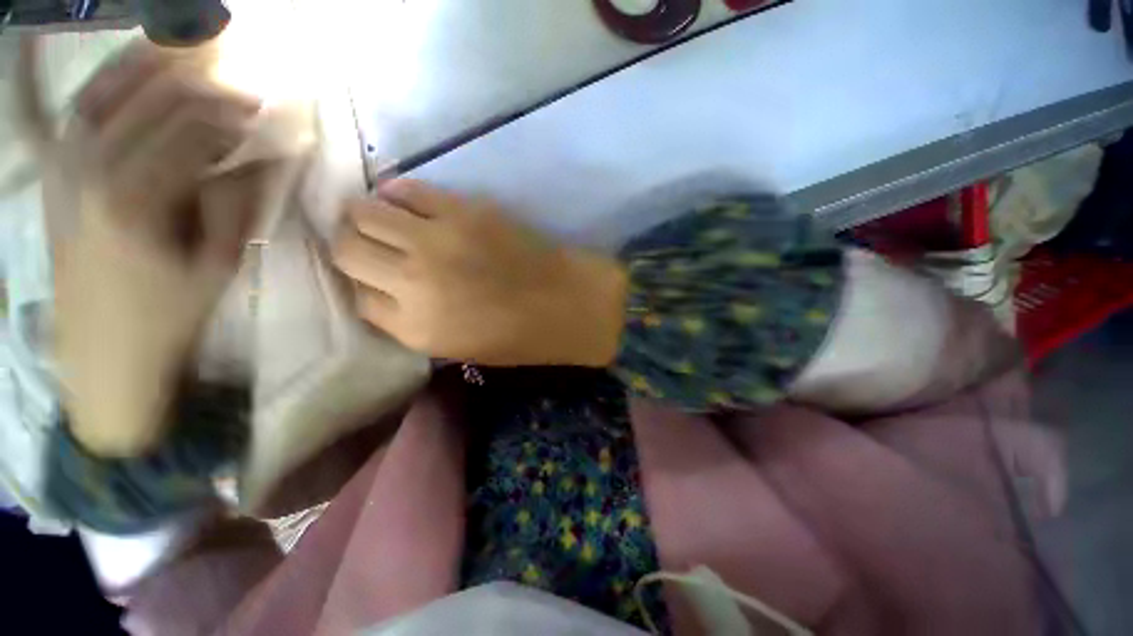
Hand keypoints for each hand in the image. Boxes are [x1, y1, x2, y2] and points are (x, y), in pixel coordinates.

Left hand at [50, 43, 262, 456]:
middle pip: (153, 99)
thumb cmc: (169, 314)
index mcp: (135, 197)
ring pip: (109, 88)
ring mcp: (64, 164)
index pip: (193, 128)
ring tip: (193, 50)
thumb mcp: (219, 264)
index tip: (270, 113)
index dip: (236, 115)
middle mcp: (89, 166)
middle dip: (206, 85)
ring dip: (154, 64)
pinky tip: (138, 70)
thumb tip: (267, 155)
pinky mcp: (55, 171)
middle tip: (246, 85)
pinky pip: (82, 107)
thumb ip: (239, 199)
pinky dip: (112, 80)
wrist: (103, 352)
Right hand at [332, 180, 627, 366]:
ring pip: (363, 212)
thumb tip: (383, 290)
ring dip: (365, 216)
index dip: (361, 286)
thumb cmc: (519, 335)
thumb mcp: (456, 347)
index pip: (355, 298)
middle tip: (368, 244)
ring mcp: (435, 239)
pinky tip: (407, 204)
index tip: (372, 278)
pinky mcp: (461, 210)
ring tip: (382, 220)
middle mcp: (412, 281)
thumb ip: (411, 321)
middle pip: (346, 250)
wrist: (566, 303)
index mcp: (413, 327)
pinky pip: (406, 189)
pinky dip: (398, 194)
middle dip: (351, 247)